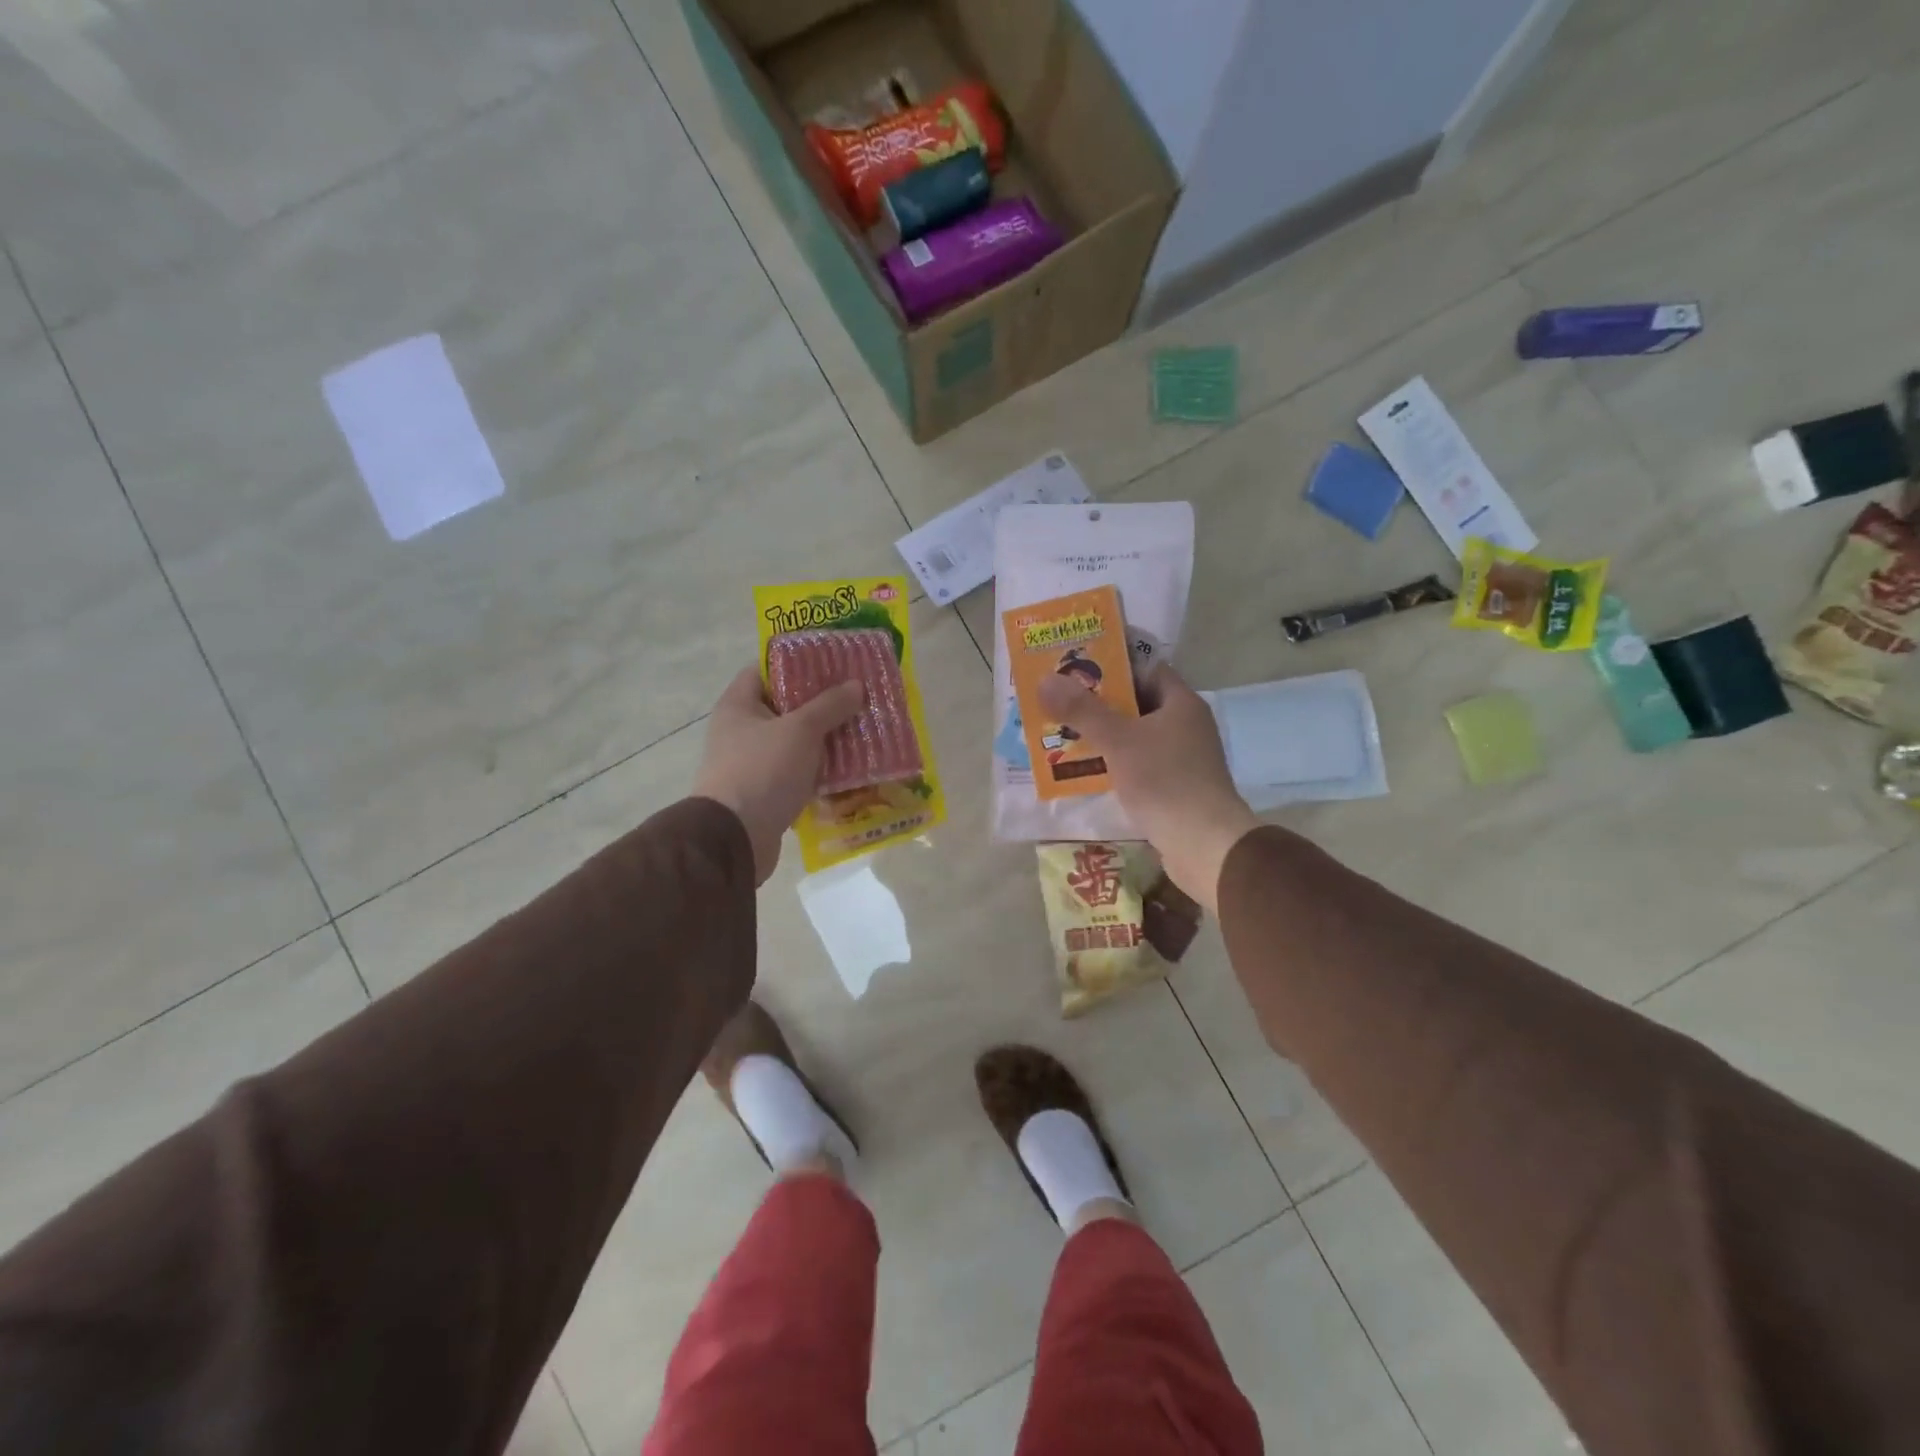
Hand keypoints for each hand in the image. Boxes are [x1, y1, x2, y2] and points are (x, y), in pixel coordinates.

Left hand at [694, 666, 865, 884]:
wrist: (734, 839)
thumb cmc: (762, 771)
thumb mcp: (801, 730)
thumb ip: (829, 705)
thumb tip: (856, 685)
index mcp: (739, 705)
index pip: (766, 669)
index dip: (799, 663)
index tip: (834, 663)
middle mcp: (742, 731)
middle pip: (786, 706)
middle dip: (823, 703)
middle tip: (858, 697)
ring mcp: (753, 763)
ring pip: (796, 742)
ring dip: (827, 739)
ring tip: (863, 731)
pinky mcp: (766, 793)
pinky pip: (799, 773)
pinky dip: (821, 770)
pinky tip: (851, 768)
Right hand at [1037, 667, 1258, 910]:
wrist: (1204, 845)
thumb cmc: (1164, 781)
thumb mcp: (1118, 741)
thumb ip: (1082, 711)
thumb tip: (1045, 679)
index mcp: (1181, 704)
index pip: (1146, 669)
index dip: (1112, 665)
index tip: (1075, 667)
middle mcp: (1186, 726)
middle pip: (1137, 704)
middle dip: (1098, 704)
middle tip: (1059, 701)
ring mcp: (1182, 758)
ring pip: (1135, 737)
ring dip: (1103, 736)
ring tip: (1062, 733)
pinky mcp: (1175, 787)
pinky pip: (1139, 765)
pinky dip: (1114, 763)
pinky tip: (1085, 770)